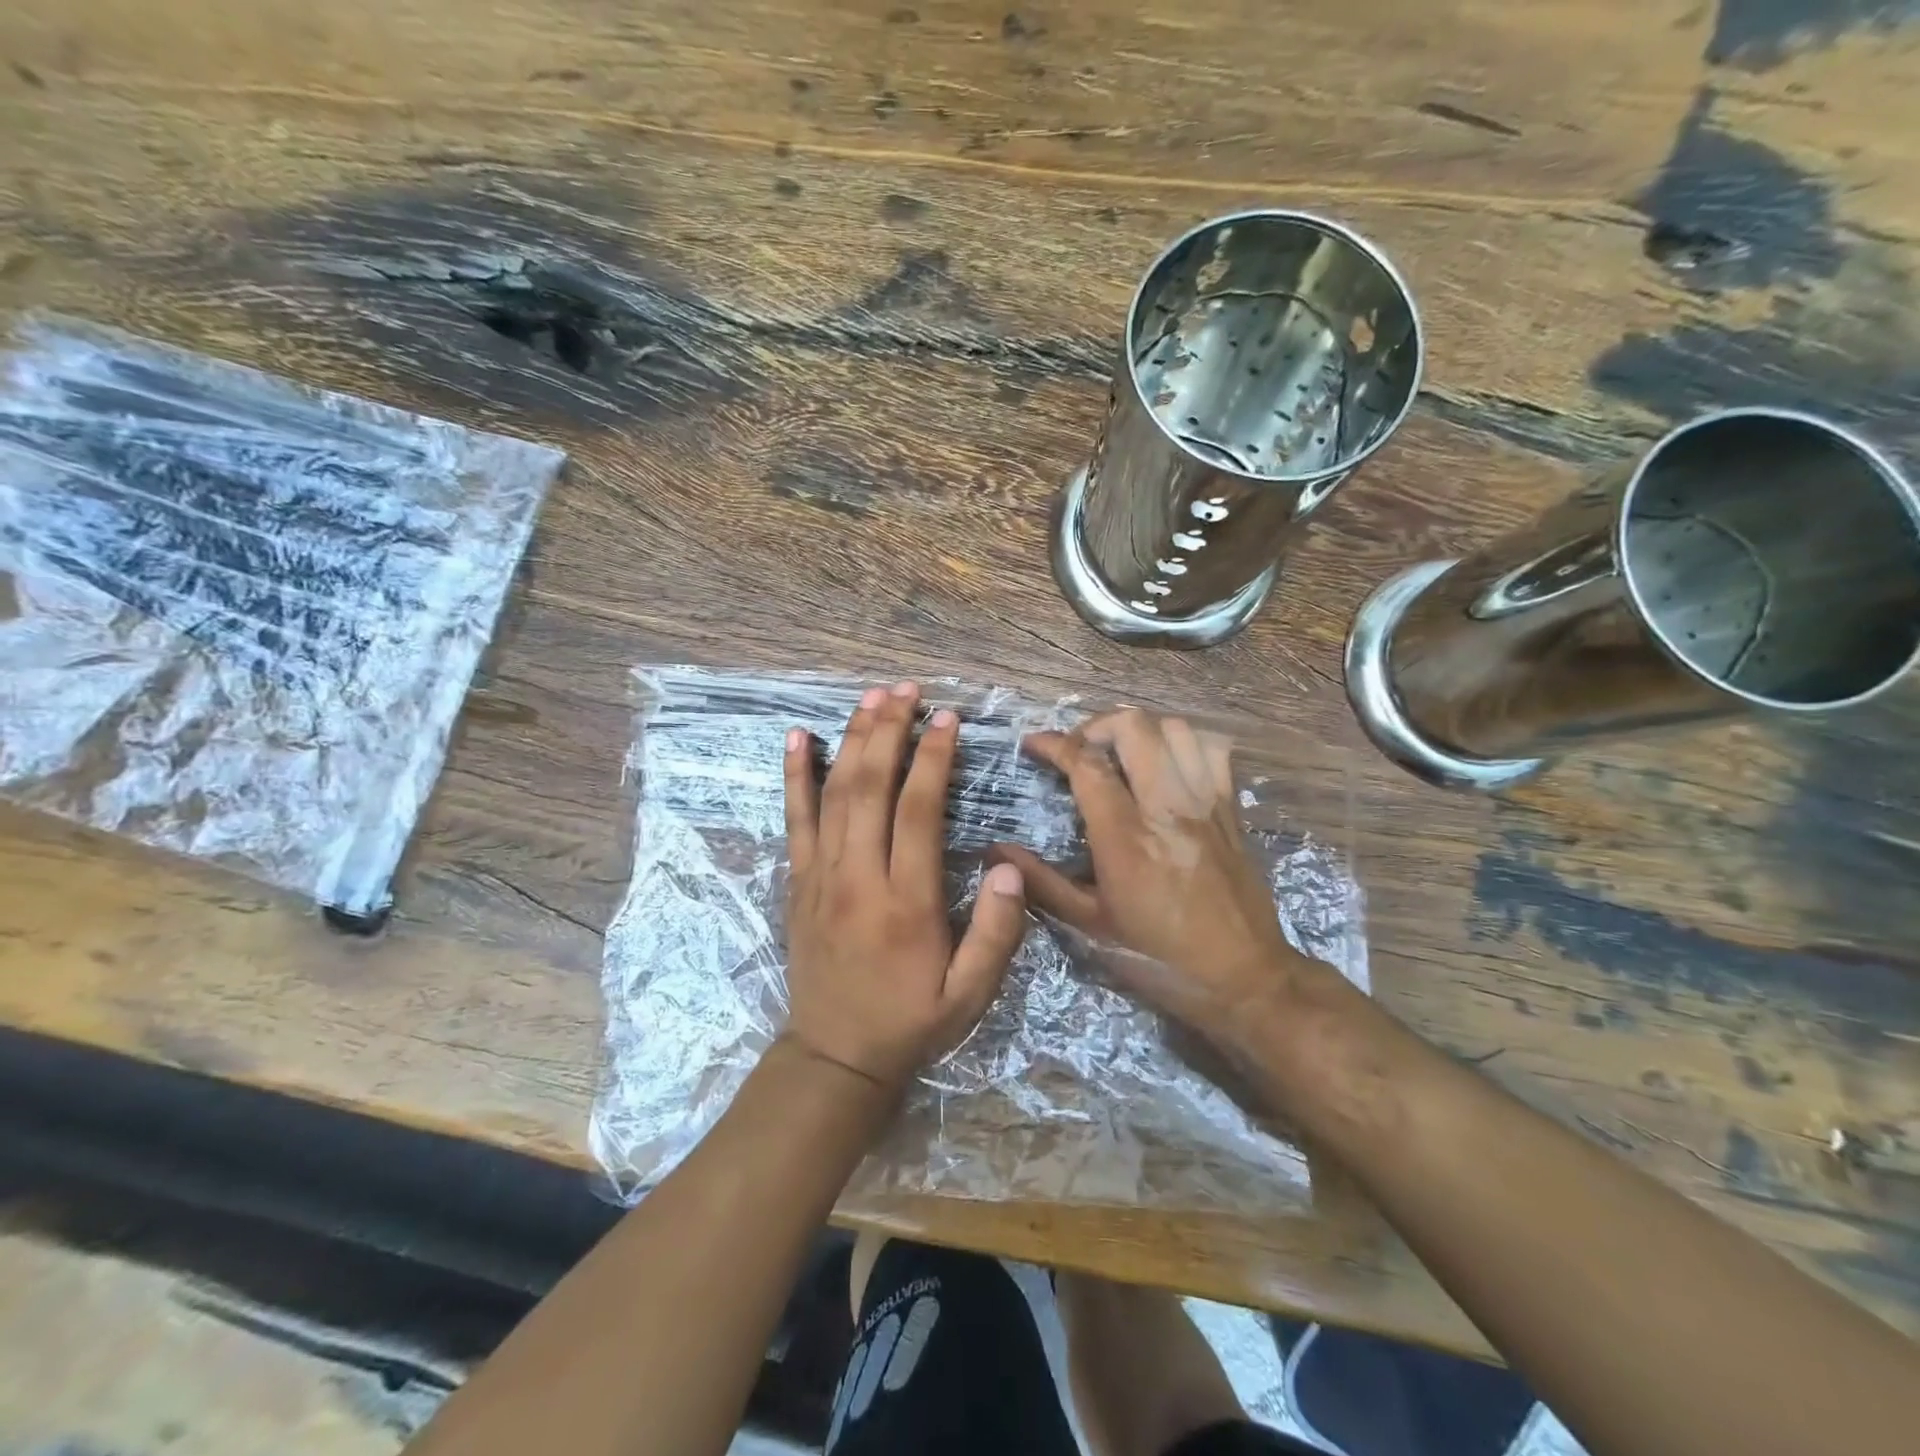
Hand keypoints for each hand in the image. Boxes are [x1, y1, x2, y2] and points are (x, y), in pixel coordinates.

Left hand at [782, 681, 1028, 1093]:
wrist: (835, 1055)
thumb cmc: (910, 1021)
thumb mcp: (971, 994)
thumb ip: (997, 932)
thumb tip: (1008, 867)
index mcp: (905, 902)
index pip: (918, 811)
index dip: (933, 758)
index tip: (947, 718)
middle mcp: (858, 877)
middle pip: (870, 787)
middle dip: (889, 730)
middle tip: (907, 689)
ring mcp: (821, 875)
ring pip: (833, 792)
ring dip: (851, 739)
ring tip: (870, 697)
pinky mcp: (799, 881)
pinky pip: (794, 818)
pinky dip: (794, 775)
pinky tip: (796, 737)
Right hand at [990, 709, 1311, 1040]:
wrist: (1244, 979)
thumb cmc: (1159, 958)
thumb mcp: (1091, 927)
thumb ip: (1042, 882)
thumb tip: (995, 851)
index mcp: (1125, 837)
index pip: (1086, 764)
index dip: (1054, 744)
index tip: (1033, 745)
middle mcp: (1167, 807)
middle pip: (1133, 727)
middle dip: (1095, 726)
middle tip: (1078, 750)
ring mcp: (1205, 803)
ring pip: (1175, 728)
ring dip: (1140, 730)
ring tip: (1120, 753)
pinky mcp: (1231, 809)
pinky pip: (1213, 749)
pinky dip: (1184, 742)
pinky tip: (1167, 763)